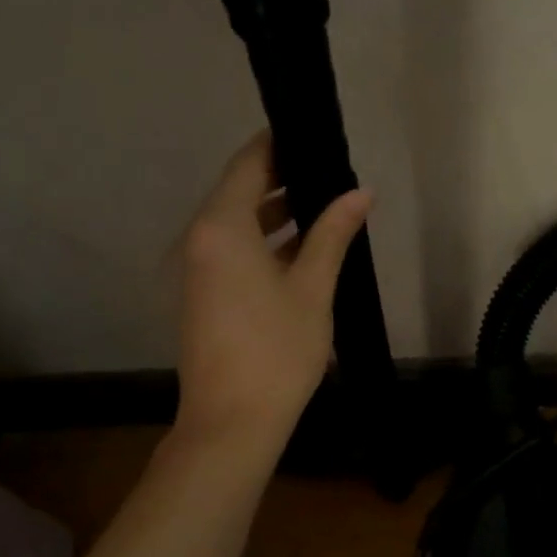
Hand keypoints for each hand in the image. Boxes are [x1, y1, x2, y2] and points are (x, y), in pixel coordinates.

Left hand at [174, 132, 372, 452]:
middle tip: (331, 170)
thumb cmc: (277, 350)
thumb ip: (333, 233)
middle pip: (240, 191)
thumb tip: (361, 192)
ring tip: (326, 206)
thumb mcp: (313, 287)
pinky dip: (264, 241)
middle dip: (283, 179)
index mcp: (221, 227)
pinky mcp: (202, 294)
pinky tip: (303, 248)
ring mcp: (196, 269)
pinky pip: (232, 250)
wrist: (232, 422)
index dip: (280, 144)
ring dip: (276, 213)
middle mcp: (199, 239)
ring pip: (237, 223)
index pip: (249, 163)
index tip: (314, 134)